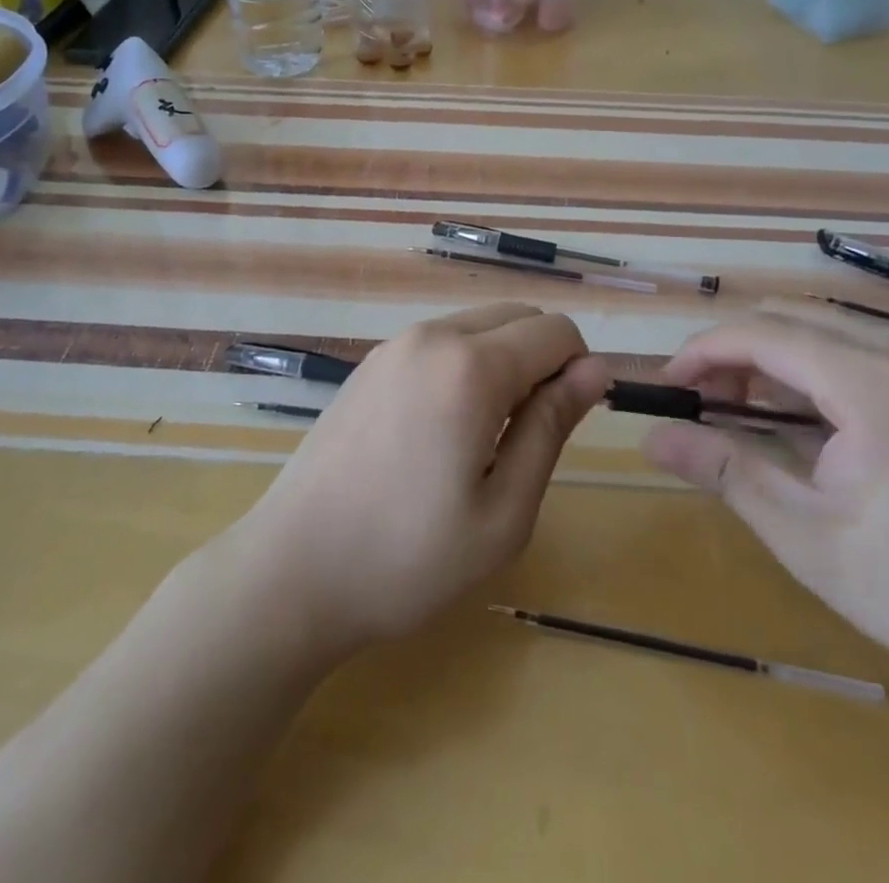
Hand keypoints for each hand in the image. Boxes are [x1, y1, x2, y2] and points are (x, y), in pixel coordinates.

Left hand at [231, 303, 608, 657]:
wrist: (293, 570)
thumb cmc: (408, 558)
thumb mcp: (503, 511)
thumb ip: (551, 428)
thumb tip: (595, 369)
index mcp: (471, 367)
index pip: (556, 331)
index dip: (578, 371)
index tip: (564, 426)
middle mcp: (432, 336)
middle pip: (519, 317)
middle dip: (542, 361)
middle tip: (524, 438)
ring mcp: (395, 345)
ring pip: (479, 325)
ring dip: (503, 362)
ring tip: (481, 439)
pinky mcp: (371, 362)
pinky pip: (441, 341)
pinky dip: (464, 365)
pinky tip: (439, 430)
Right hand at [641, 311, 888, 713]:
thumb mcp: (806, 536)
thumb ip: (724, 470)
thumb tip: (649, 437)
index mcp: (875, 384)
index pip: (762, 334)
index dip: (702, 352)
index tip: (665, 389)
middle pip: (788, 318)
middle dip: (732, 352)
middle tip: (698, 406)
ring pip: (819, 328)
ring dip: (768, 359)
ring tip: (738, 414)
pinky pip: (854, 348)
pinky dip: (807, 370)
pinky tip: (796, 420)